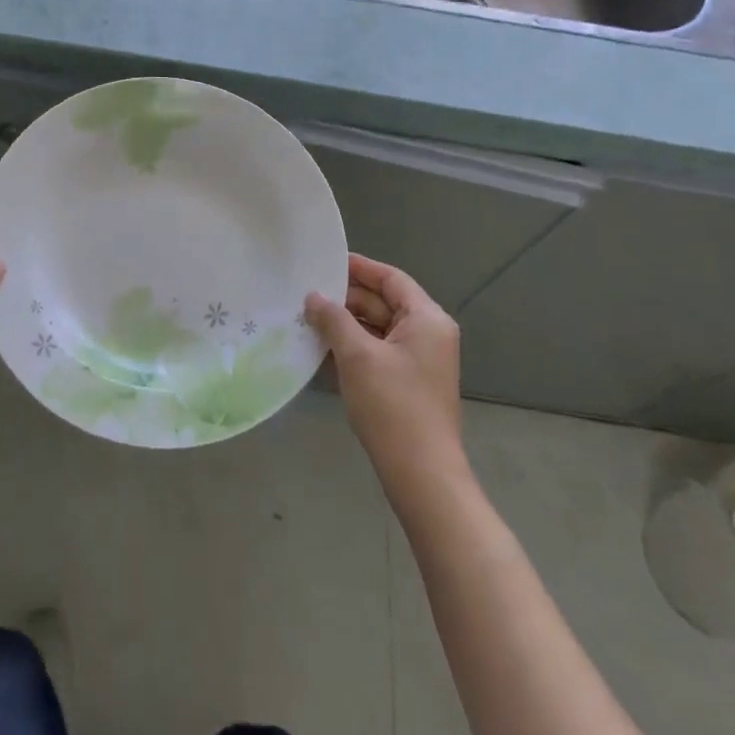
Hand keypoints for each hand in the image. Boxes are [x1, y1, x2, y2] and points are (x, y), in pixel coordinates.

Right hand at [305, 254, 467, 491]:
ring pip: (378, 328)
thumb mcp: (358, 355)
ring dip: (345, 323)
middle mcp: (428, 334)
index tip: (324, 261)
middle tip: (305, 292)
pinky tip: (321, 347)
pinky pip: (377, 351)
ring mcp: (419, 360)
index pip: (391, 279)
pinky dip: (353, 346)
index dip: (359, 267)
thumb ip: (334, 319)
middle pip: (384, 302)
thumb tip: (313, 297)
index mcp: (427, 319)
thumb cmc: (393, 406)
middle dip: (346, 298)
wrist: (421, 474)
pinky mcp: (407, 382)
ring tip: (306, 317)